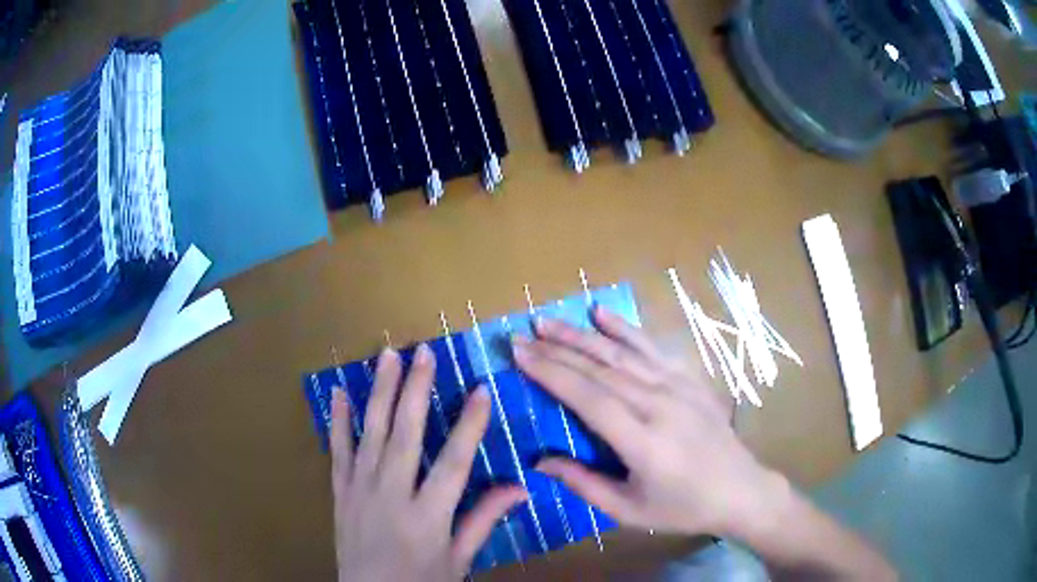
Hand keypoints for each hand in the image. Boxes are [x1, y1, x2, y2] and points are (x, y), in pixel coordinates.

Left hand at [330, 345, 526, 581]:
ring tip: (387, 357)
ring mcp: (360, 490)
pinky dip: (338, 421)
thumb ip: (484, 521)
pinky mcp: (339, 492)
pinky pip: (337, 451)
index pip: (454, 462)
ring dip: (380, 393)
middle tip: (424, 352)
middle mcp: (392, 495)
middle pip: (406, 435)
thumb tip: (521, 488)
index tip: (480, 390)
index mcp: (428, 516)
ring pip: (371, 433)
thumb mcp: (459, 559)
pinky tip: (339, 393)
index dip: (469, 425)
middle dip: (416, 390)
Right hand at [512, 307, 786, 538]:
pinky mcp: (690, 380)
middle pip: (600, 370)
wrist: (740, 490)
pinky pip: (654, 349)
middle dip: (557, 350)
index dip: (551, 373)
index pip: (588, 398)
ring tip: (549, 321)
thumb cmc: (683, 507)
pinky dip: (626, 330)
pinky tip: (603, 315)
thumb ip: (584, 484)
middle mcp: (659, 406)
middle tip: (522, 335)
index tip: (520, 354)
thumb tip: (540, 461)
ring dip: (582, 335)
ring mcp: (678, 388)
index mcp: (643, 442)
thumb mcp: (629, 510)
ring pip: (623, 354)